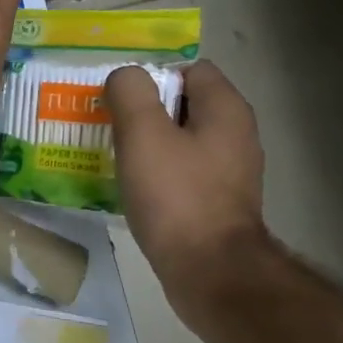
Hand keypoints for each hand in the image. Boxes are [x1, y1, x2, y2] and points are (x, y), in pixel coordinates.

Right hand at [106, 60, 268, 284]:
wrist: (210, 273)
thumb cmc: (177, 196)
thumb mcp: (143, 133)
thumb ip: (130, 92)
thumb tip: (125, 77)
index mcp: (225, 109)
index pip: (188, 69)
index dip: (152, 74)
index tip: (119, 95)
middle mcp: (235, 135)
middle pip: (182, 104)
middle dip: (143, 110)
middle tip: (106, 122)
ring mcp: (229, 172)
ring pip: (179, 141)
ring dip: (146, 144)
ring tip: (110, 153)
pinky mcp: (217, 204)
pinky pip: (181, 173)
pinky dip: (156, 174)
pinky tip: (129, 186)